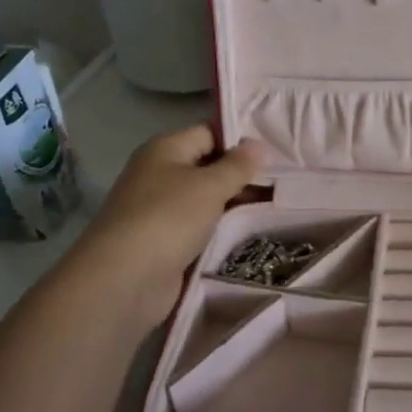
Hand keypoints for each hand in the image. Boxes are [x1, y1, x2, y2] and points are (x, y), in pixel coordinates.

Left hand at [58, 125, 263, 330]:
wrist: (124, 279)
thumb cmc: (168, 218)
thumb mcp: (210, 185)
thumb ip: (238, 165)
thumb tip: (259, 145)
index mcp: (165, 149)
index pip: (209, 133)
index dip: (242, 141)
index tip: (278, 152)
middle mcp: (160, 174)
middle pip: (209, 166)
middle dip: (244, 175)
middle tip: (286, 182)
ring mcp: (161, 209)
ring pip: (208, 199)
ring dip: (236, 204)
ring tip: (278, 206)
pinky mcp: (165, 241)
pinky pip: (201, 226)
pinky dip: (223, 228)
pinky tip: (252, 231)